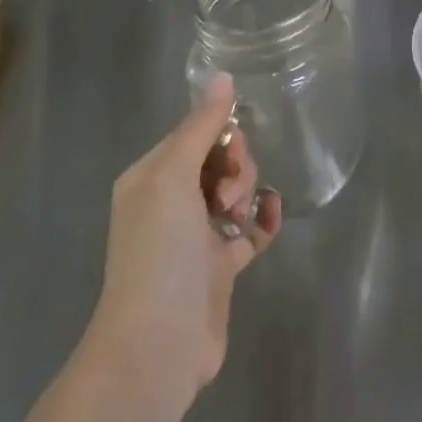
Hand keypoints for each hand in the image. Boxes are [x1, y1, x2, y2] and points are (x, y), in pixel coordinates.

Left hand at [83, 74, 282, 408]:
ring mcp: (195, 237)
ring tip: (237, 217)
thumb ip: (201, 125)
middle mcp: (170, 203)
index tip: (231, 151)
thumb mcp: (173, 175)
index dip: (220, 137)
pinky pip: (251, 228)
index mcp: (151, 178)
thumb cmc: (159, 250)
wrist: (158, 345)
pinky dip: (263, 218)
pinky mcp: (220, 267)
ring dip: (246, 191)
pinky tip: (270, 213)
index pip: (195, 135)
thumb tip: (223, 76)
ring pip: (235, 190)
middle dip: (235, 166)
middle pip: (218, 160)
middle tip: (228, 194)